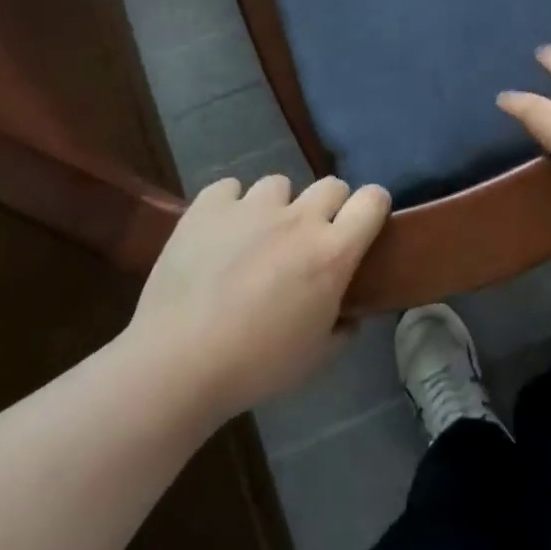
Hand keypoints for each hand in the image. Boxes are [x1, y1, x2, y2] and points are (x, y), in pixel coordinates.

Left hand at [121, 175, 389, 414]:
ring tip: (256, 235)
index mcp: (333, 252)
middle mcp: (299, 219)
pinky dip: (228, 204)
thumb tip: (351, 315)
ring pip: (278, 184)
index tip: (364, 225)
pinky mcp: (209, 207)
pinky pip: (229, 188)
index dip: (373, 207)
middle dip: (327, 207)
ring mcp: (252, 208)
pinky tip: (219, 231)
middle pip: (331, 185)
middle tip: (308, 239)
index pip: (373, 200)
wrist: (177, 364)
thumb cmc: (256, 366)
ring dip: (276, 206)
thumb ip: (342, 328)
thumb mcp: (316, 358)